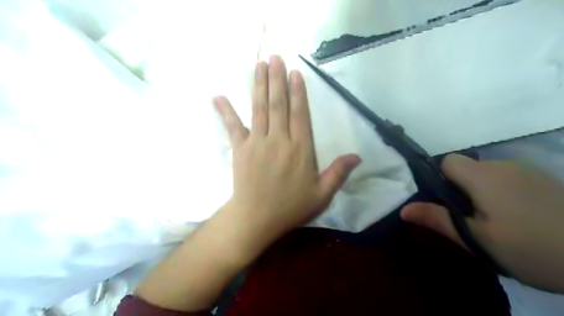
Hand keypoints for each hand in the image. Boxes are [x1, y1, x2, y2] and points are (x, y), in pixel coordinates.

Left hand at [212, 55, 361, 256]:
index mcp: (300, 149)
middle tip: (275, 57)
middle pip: (279, 104)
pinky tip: (218, 96)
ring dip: (259, 85)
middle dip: (277, 79)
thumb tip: (358, 156)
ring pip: (260, 109)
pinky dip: (226, 111)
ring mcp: (257, 143)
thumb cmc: (290, 207)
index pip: (300, 114)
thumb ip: (338, 173)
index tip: (295, 73)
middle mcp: (279, 140)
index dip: (298, 92)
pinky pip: (233, 127)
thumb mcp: (321, 194)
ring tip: (259, 65)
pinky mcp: (240, 149)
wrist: (256, 219)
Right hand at [400, 154, 563, 292]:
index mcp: (483, 176)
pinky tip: (521, 219)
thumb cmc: (532, 248)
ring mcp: (528, 171)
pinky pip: (509, 180)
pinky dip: (504, 193)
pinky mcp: (546, 181)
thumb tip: (403, 209)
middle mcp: (503, 165)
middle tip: (470, 221)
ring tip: (496, 224)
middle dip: (461, 189)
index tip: (448, 204)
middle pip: (467, 168)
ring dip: (482, 192)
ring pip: (488, 174)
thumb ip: (438, 219)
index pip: (448, 161)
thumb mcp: (478, 240)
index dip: (441, 179)